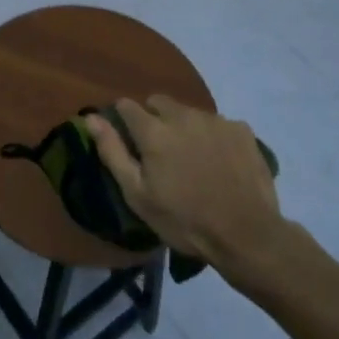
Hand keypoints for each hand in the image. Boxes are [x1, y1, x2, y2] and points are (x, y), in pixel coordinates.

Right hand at [86, 96, 294, 286]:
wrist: (247, 236)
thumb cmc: (184, 220)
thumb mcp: (138, 194)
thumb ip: (112, 151)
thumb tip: (91, 117)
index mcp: (154, 130)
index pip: (127, 106)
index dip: (123, 120)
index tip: (128, 140)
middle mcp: (183, 115)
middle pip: (159, 102)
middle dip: (154, 119)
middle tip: (161, 152)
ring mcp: (215, 120)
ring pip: (189, 112)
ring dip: (184, 127)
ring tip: (193, 159)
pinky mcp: (241, 129)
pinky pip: (218, 124)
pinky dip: (214, 137)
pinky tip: (221, 162)